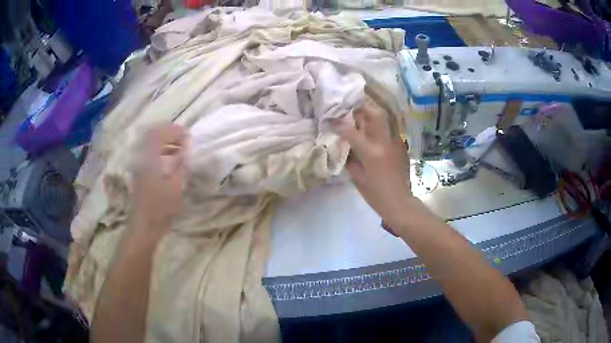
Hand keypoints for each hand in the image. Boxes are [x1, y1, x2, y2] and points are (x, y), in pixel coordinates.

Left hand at [132, 124, 185, 231]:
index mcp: (149, 158)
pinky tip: (172, 163)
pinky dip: (162, 154)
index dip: (172, 130)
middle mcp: (142, 158)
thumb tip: (186, 142)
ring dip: (166, 144)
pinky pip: (151, 157)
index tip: (187, 135)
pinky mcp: (141, 175)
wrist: (145, 225)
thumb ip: (180, 160)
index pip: (157, 132)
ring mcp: (140, 167)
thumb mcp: (175, 183)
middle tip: (185, 141)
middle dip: (169, 135)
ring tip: (181, 151)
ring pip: (152, 147)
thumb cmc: (161, 206)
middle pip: (153, 136)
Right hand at [332, 100, 412, 228]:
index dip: (339, 124)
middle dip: (362, 108)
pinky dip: (377, 126)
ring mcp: (395, 142)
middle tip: (350, 109)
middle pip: (375, 115)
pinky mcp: (400, 146)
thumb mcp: (357, 178)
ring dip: (370, 115)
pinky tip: (371, 132)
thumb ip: (350, 158)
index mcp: (372, 153)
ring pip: (383, 119)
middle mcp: (384, 143)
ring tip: (359, 117)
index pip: (352, 132)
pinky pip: (387, 129)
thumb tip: (344, 145)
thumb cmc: (376, 194)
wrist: (399, 202)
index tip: (330, 120)